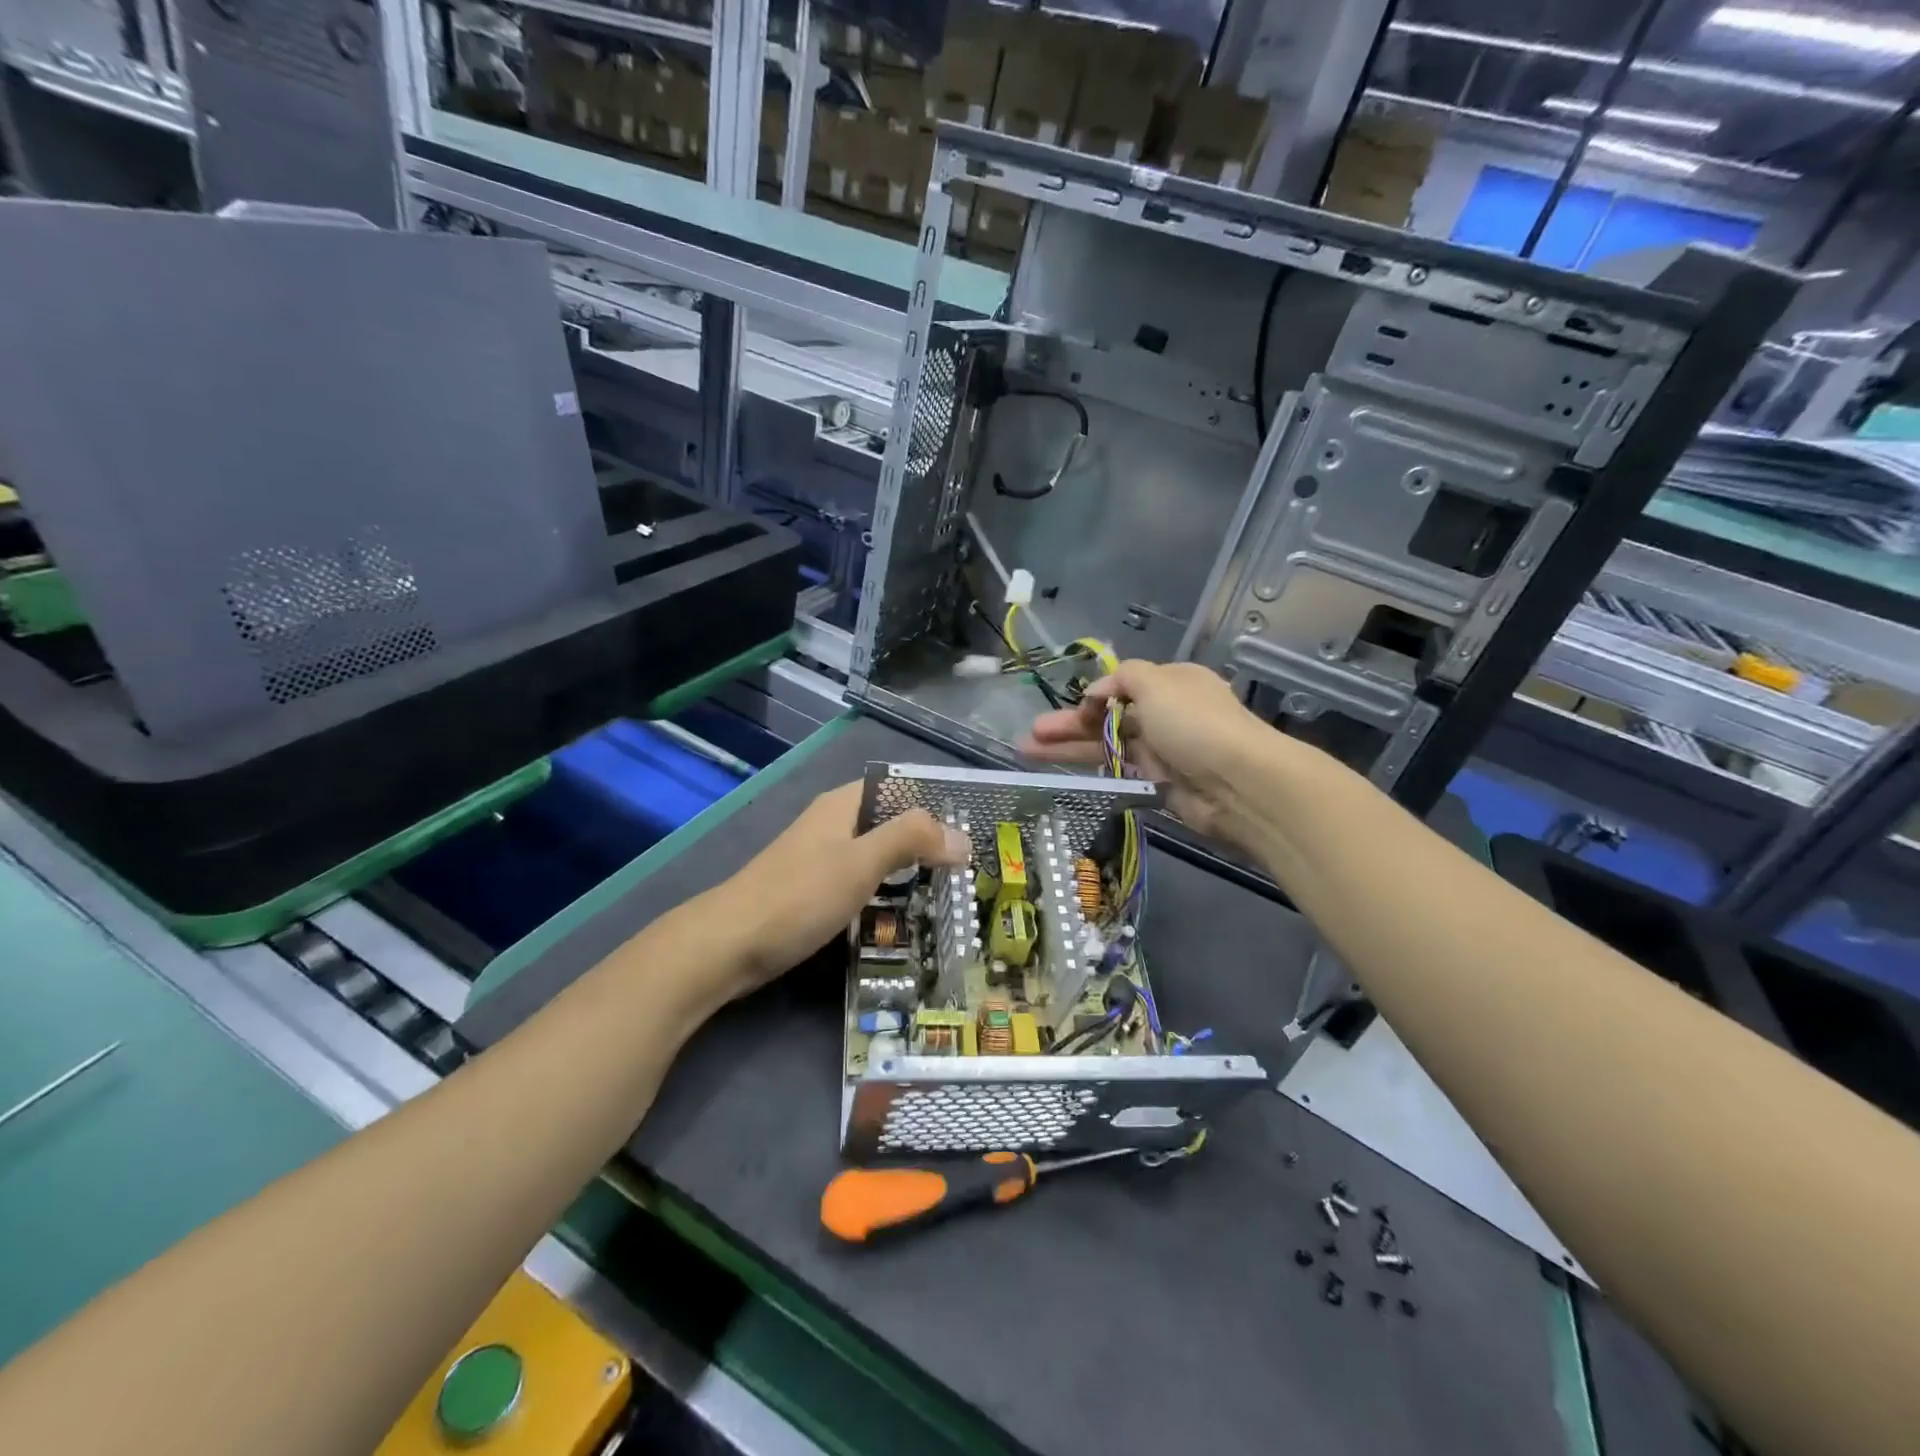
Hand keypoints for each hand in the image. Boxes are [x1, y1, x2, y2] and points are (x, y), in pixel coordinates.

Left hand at [713, 782, 968, 993]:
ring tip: (947, 896)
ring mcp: (820, 860)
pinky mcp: (813, 892)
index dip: (934, 807)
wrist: (728, 944)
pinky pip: (860, 883)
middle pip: (890, 824)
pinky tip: (903, 916)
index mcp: (842, 805)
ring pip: (876, 856)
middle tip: (967, 873)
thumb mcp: (861, 862)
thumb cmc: (799, 896)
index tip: (971, 835)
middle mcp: (832, 825)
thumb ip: (912, 840)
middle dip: (926, 844)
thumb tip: (963, 837)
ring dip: (907, 872)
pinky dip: (884, 894)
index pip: (899, 789)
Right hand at [1020, 660, 1276, 846]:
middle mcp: (1167, 714)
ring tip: (1028, 752)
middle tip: (1031, 735)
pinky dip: (1094, 770)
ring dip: (1070, 748)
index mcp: (1171, 683)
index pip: (1123, 685)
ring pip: (1107, 746)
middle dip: (1068, 724)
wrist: (1239, 784)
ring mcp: (1164, 751)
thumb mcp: (1156, 682)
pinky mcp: (1160, 784)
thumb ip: (1122, 678)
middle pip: (1108, 717)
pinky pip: (1120, 772)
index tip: (1074, 708)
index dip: (1093, 695)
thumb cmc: (1195, 724)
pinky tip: (1065, 774)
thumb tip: (1098, 692)